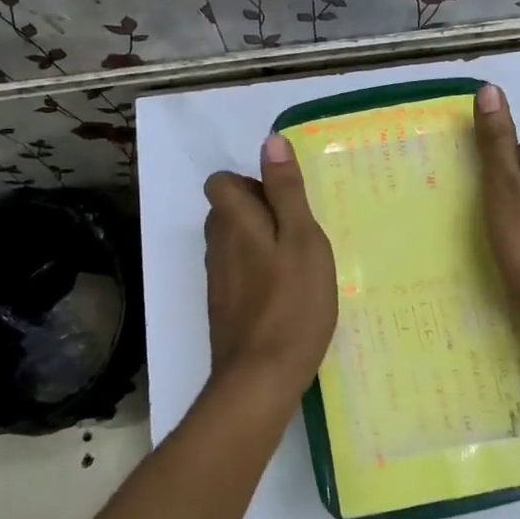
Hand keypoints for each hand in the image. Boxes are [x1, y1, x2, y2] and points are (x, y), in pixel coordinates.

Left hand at [202, 134, 338, 399]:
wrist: (261, 377)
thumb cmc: (292, 302)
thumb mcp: (302, 239)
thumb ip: (287, 190)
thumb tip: (271, 141)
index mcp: (234, 222)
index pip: (221, 182)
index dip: (250, 182)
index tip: (285, 201)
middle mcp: (217, 246)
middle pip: (227, 210)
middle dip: (259, 210)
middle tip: (300, 232)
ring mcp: (218, 279)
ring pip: (233, 243)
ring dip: (261, 243)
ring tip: (298, 262)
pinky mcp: (224, 307)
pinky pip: (238, 272)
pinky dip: (259, 272)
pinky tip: (287, 293)